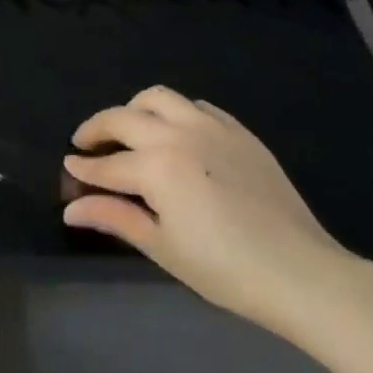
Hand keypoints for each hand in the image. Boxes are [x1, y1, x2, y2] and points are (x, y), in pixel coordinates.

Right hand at [63, 85, 364, 340]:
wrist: (303, 274)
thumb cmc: (226, 269)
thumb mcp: (163, 247)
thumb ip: (114, 217)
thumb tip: (71, 208)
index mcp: (156, 166)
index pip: (106, 164)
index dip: (83, 170)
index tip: (68, 170)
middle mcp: (178, 134)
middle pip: (123, 118)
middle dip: (97, 129)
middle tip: (85, 146)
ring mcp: (211, 127)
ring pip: (158, 98)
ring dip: (134, 110)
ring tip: (128, 130)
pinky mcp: (238, 132)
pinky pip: (197, 106)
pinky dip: (175, 113)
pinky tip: (175, 135)